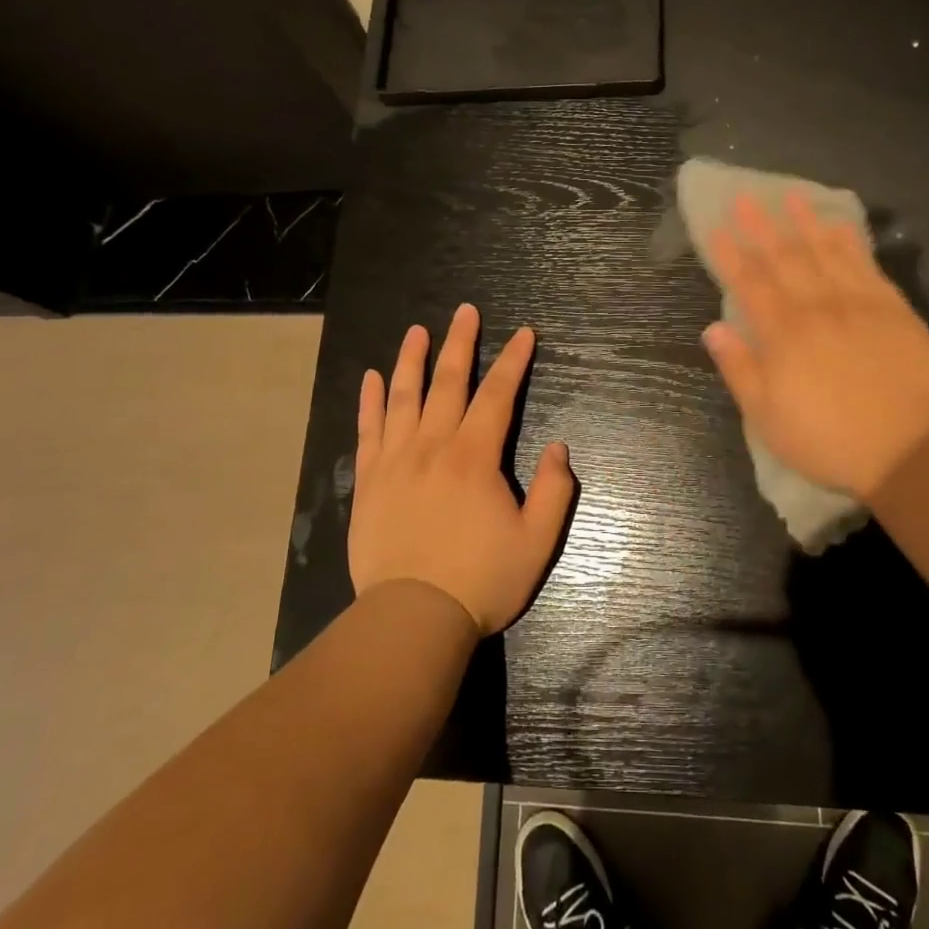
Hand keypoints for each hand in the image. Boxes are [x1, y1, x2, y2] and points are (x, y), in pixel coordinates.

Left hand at [348, 304, 574, 633]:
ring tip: (417, 331)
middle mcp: (434, 446)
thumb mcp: (537, 542)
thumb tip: (560, 447)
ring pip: (403, 397)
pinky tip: (371, 378)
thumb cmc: (481, 580)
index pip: (498, 395)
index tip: (524, 333)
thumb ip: (554, 491)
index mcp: (475, 457)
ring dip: (412, 360)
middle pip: (449, 382)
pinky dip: (370, 401)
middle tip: (466, 311)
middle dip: (461, 343)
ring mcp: (396, 461)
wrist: (413, 618)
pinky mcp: (369, 481)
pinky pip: (368, 430)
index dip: (514, 361)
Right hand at [702, 192, 928, 501]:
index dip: (730, 255)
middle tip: (746, 198)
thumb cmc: (827, 439)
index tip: (715, 229)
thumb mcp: (767, 417)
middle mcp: (817, 307)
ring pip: (826, 252)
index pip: (749, 284)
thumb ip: (739, 368)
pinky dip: (850, 243)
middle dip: (761, 226)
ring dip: (805, 222)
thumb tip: (713, 328)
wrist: (909, 448)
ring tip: (790, 196)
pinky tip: (839, 226)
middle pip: (784, 258)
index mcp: (782, 334)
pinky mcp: (892, 308)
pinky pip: (866, 265)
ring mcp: (858, 303)